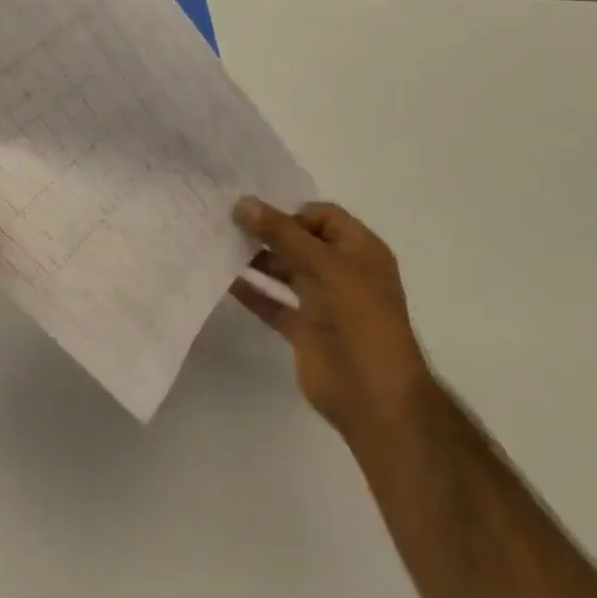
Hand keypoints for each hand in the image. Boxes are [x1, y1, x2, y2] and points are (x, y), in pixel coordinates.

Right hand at [231, 198, 431, 439]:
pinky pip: (275, 303)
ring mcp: (324, 303)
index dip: (291, 212)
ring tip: (221, 247)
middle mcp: (343, 272)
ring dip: (257, 260)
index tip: (255, 214)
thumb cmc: (360, 317)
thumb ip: (281, 233)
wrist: (375, 395)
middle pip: (301, 242)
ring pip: (286, 271)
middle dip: (268, 233)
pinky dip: (253, 292)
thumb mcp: (324, 265)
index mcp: (360, 251)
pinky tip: (225, 280)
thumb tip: (242, 202)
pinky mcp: (305, 330)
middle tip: (227, 224)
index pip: (323, 217)